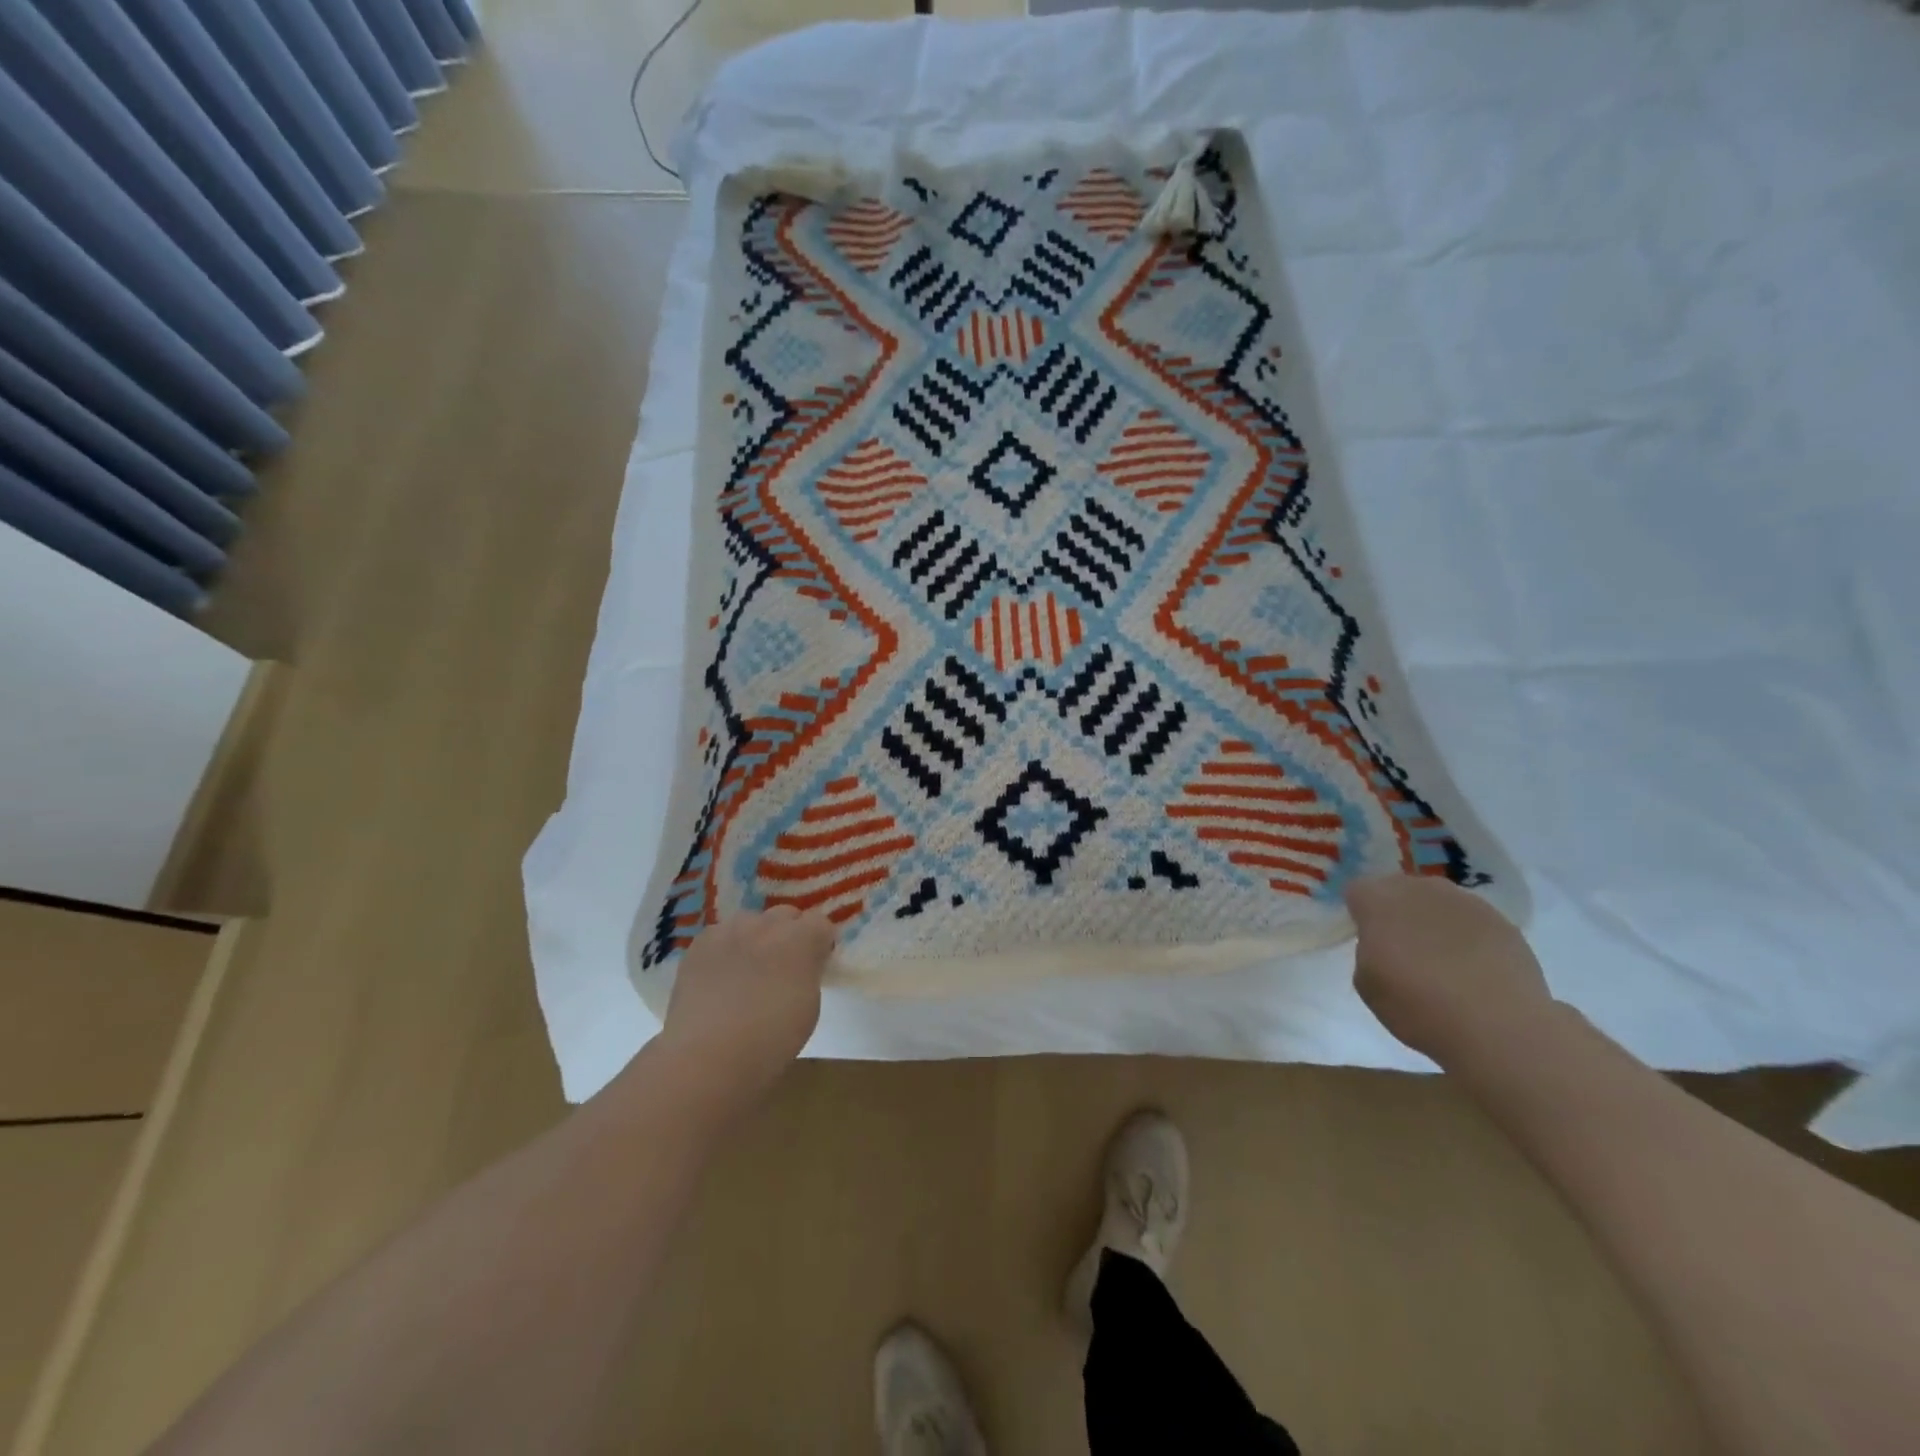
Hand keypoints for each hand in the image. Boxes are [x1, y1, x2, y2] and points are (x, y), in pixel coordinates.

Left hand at [658, 907, 837, 1104]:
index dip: (820, 944)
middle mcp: (767, 924)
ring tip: (747, 971)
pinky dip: (725, 949)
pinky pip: (721, 935)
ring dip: (756, 938)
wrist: (707, 1057)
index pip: (821, 924)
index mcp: (801, 939)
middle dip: (789, 935)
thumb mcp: (809, 1007)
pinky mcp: (700, 943)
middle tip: (783, 968)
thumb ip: (809, 973)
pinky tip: (720, 976)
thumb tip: (803, 964)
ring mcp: (730, 930)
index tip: (816, 965)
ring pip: (751, 922)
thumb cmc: (770, 1041)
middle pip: (786, 915)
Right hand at [1346, 875, 1552, 1063]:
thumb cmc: (1418, 1007)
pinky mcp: (1503, 922)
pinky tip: (1475, 970)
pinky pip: (1472, 921)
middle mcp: (1420, 889)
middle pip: (1399, 889)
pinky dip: (1468, 937)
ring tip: (1443, 961)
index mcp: (1379, 900)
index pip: (1358, 891)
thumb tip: (1383, 945)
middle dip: (1397, 912)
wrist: (1500, 1029)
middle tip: (1402, 950)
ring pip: (1438, 902)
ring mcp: (1466, 902)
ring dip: (1433, 921)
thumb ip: (1367, 951)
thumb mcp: (1366, 984)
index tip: (1368, 942)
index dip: (1360, 915)